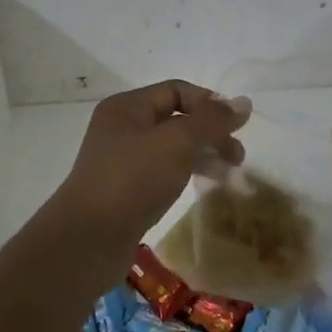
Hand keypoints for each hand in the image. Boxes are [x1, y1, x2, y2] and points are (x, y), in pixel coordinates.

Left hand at [49, 81, 250, 269]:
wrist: (87, 241)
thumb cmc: (132, 180)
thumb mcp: (177, 143)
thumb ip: (211, 121)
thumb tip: (244, 102)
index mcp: (127, 107)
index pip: (176, 90)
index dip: (209, 103)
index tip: (237, 127)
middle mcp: (122, 128)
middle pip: (176, 119)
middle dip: (210, 132)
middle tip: (238, 156)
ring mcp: (122, 160)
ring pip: (171, 147)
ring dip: (202, 154)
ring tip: (228, 173)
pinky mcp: (125, 190)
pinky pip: (162, 171)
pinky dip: (185, 173)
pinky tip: (202, 186)